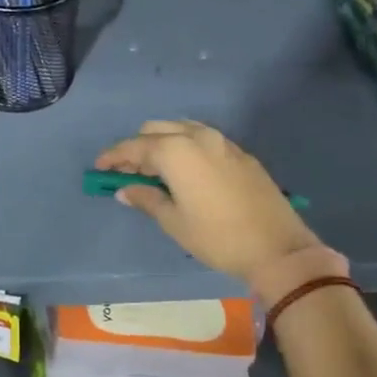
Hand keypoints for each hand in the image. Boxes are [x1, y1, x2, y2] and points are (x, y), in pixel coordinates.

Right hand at [95, 120, 324, 282]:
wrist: (277, 247)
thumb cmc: (217, 237)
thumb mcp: (174, 222)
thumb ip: (146, 199)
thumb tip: (125, 190)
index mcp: (176, 151)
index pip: (135, 146)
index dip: (114, 156)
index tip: (99, 168)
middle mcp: (198, 137)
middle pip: (156, 129)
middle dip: (138, 146)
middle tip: (127, 172)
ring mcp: (222, 142)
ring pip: (181, 129)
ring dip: (162, 143)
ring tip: (154, 171)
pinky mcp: (240, 153)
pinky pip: (202, 139)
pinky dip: (185, 147)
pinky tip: (184, 171)